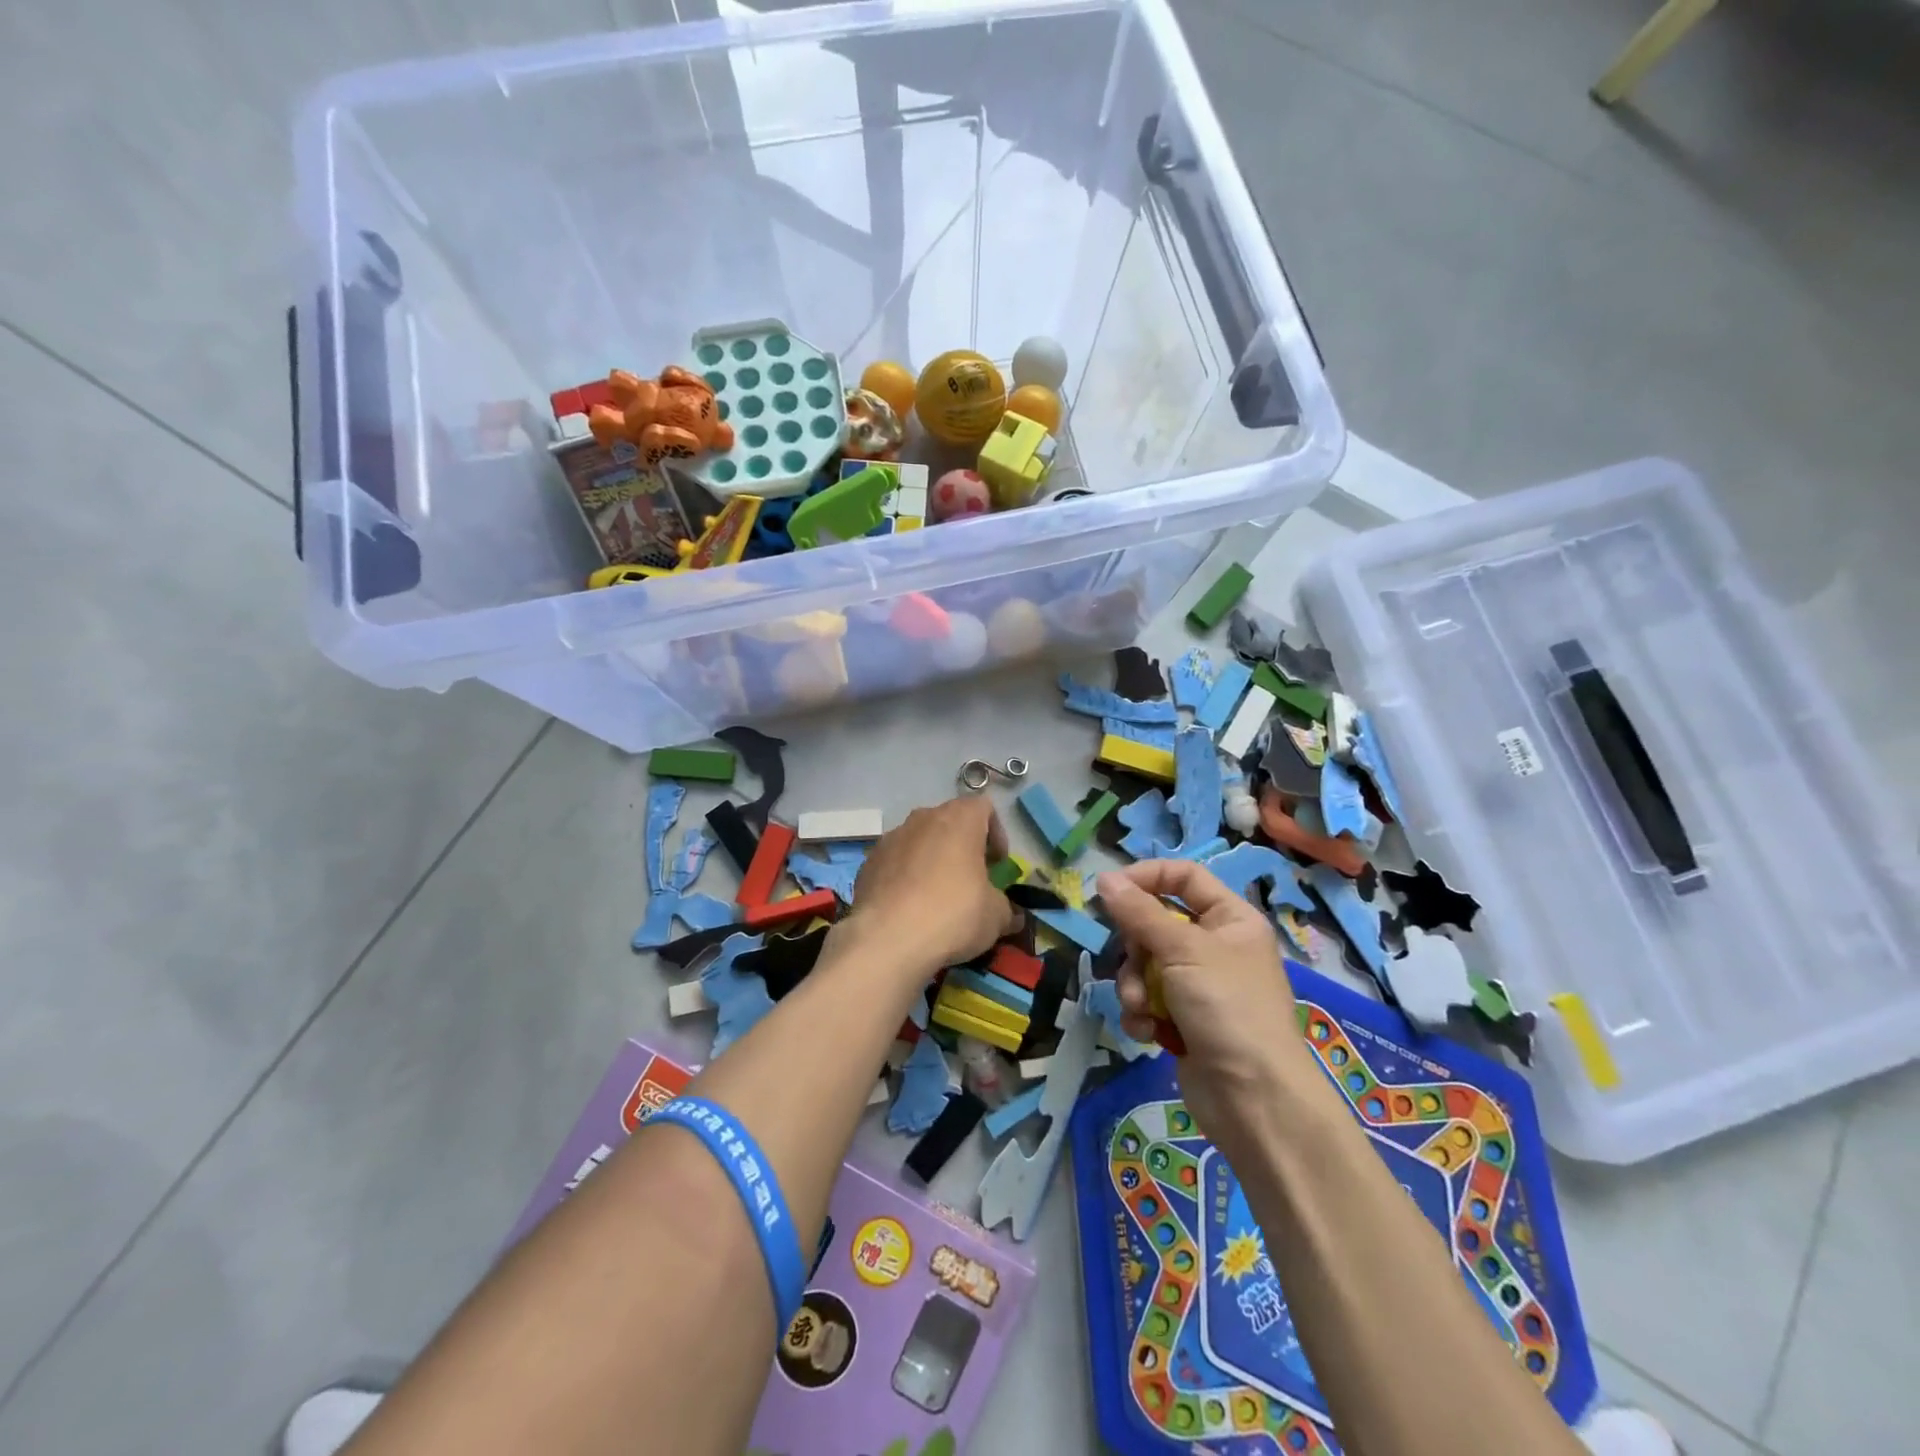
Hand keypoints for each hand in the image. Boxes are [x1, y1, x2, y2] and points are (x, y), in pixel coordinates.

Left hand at [841, 797, 1021, 978]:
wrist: (887, 940)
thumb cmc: (953, 915)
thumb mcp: (995, 916)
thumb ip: (1006, 909)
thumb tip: (1011, 916)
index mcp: (959, 819)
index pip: (983, 807)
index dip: (995, 833)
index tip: (997, 864)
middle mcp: (922, 818)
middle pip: (949, 822)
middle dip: (962, 846)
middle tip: (971, 879)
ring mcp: (890, 838)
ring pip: (919, 841)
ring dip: (931, 860)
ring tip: (937, 896)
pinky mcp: (867, 863)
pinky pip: (895, 862)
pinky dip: (905, 877)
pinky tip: (909, 908)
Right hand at [1098, 860, 1329, 1155]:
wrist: (1254, 1099)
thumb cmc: (1227, 1007)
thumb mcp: (1182, 950)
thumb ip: (1139, 912)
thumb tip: (1103, 877)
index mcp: (1230, 919)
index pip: (1184, 877)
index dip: (1147, 877)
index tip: (1110, 889)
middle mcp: (1216, 947)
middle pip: (1156, 924)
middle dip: (1136, 948)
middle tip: (1134, 963)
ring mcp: (1199, 986)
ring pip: (1144, 965)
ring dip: (1134, 986)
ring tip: (1142, 1009)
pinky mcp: (1184, 1020)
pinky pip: (1147, 1000)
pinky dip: (1141, 1014)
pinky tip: (1147, 1032)